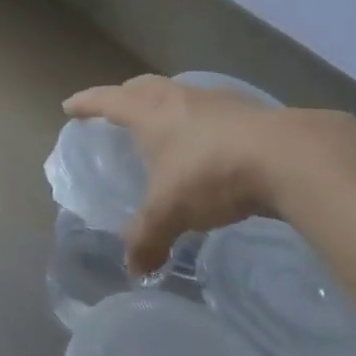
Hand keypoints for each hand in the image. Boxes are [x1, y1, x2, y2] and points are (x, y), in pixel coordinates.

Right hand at [63, 75, 355, 273]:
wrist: (286, 156)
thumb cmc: (211, 173)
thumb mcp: (171, 211)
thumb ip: (148, 237)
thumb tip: (134, 269)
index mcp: (149, 112)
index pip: (107, 100)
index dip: (86, 103)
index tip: (69, 106)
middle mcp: (177, 97)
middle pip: (142, 86)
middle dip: (124, 95)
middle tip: (116, 110)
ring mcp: (214, 100)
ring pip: (178, 94)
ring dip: (165, 105)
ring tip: (164, 127)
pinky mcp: (247, 110)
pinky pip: (211, 109)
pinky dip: (200, 121)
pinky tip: (210, 143)